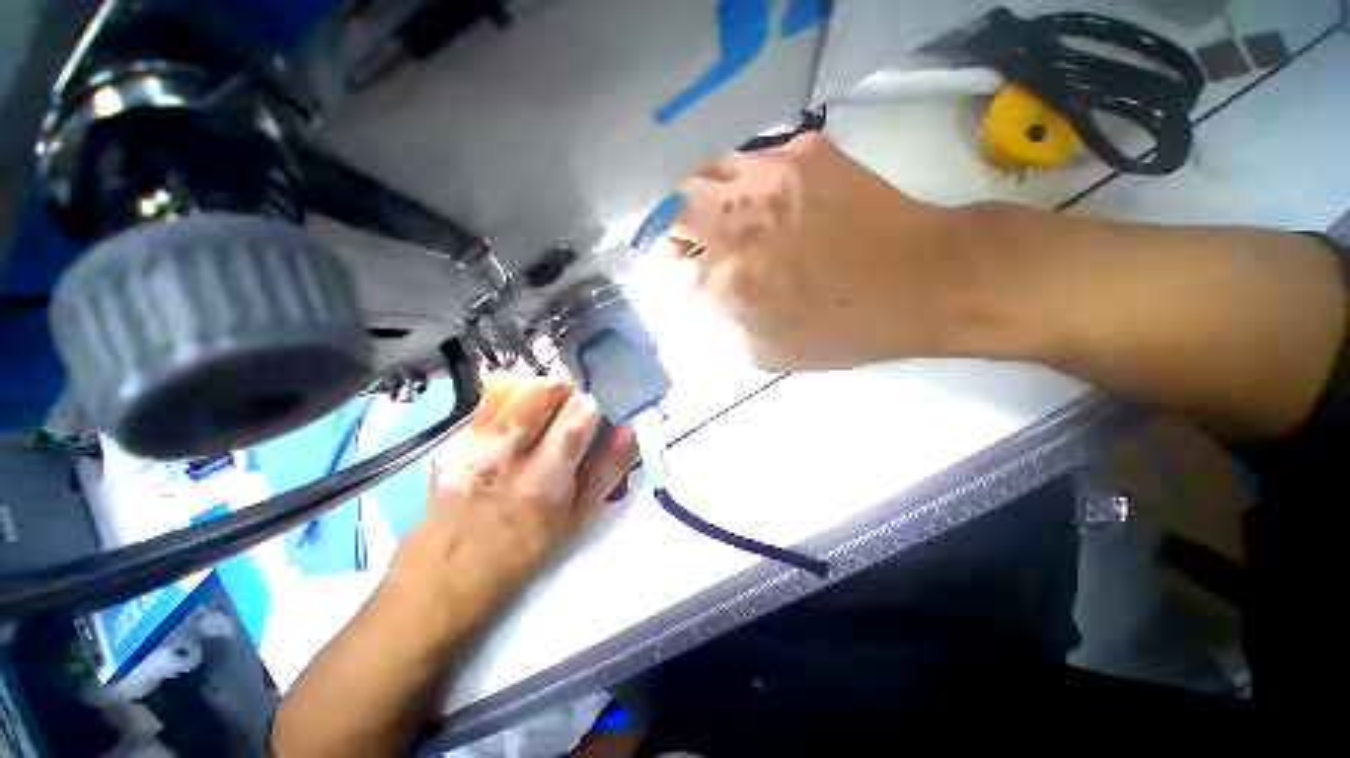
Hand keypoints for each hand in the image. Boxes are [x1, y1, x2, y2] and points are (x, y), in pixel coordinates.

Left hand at [388, 371, 635, 627]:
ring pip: (517, 382)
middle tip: (576, 403)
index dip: (598, 399)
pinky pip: (490, 391)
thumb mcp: (578, 519)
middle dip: (571, 387)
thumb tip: (628, 429)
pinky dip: (514, 389)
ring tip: (549, 406)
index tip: (604, 402)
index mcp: (543, 481)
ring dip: (543, 386)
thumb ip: (608, 471)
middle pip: (546, 388)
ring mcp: (472, 441)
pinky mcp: (453, 435)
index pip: (579, 413)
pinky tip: (520, 410)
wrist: (446, 571)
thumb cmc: (524, 549)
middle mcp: (504, 454)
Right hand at [655, 132, 977, 370]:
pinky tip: (767, 201)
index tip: (688, 277)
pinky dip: (746, 182)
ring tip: (721, 215)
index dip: (677, 276)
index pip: (675, 272)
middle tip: (687, 241)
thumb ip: (728, 323)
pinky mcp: (806, 149)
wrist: (924, 279)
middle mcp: (740, 223)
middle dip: (670, 227)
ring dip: (702, 197)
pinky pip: (753, 159)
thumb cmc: (845, 329)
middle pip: (672, 208)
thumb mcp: (770, 354)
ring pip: (706, 171)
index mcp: (731, 283)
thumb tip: (713, 294)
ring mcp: (772, 176)